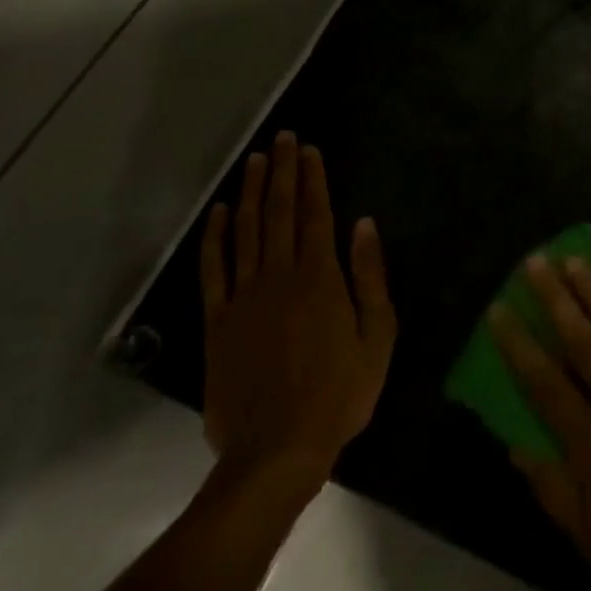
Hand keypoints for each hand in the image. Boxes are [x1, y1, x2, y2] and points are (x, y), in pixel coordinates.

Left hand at [199, 132, 395, 487]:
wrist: (276, 451)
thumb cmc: (339, 394)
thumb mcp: (377, 336)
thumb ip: (370, 277)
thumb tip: (363, 224)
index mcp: (320, 278)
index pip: (315, 214)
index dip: (312, 179)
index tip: (310, 149)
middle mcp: (279, 276)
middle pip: (278, 212)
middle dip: (282, 172)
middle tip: (283, 139)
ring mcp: (243, 298)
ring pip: (245, 231)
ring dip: (250, 192)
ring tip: (255, 161)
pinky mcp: (217, 323)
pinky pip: (213, 270)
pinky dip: (214, 237)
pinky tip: (219, 213)